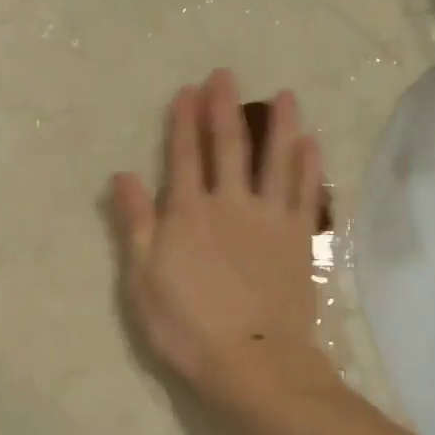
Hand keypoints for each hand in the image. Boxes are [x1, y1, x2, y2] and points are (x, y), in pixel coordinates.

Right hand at [110, 69, 328, 402]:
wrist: (252, 359)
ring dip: (279, 125)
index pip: (184, 156)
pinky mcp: (298, 238)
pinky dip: (308, 165)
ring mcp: (269, 218)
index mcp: (188, 213)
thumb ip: (137, 224)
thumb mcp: (144, 280)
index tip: (187, 91)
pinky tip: (311, 143)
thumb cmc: (187, 326)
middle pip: (228, 147)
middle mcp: (230, 204)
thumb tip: (123, 176)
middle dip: (224, 108)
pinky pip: (305, 192)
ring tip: (285, 94)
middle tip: (225, 75)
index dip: (184, 122)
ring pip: (275, 160)